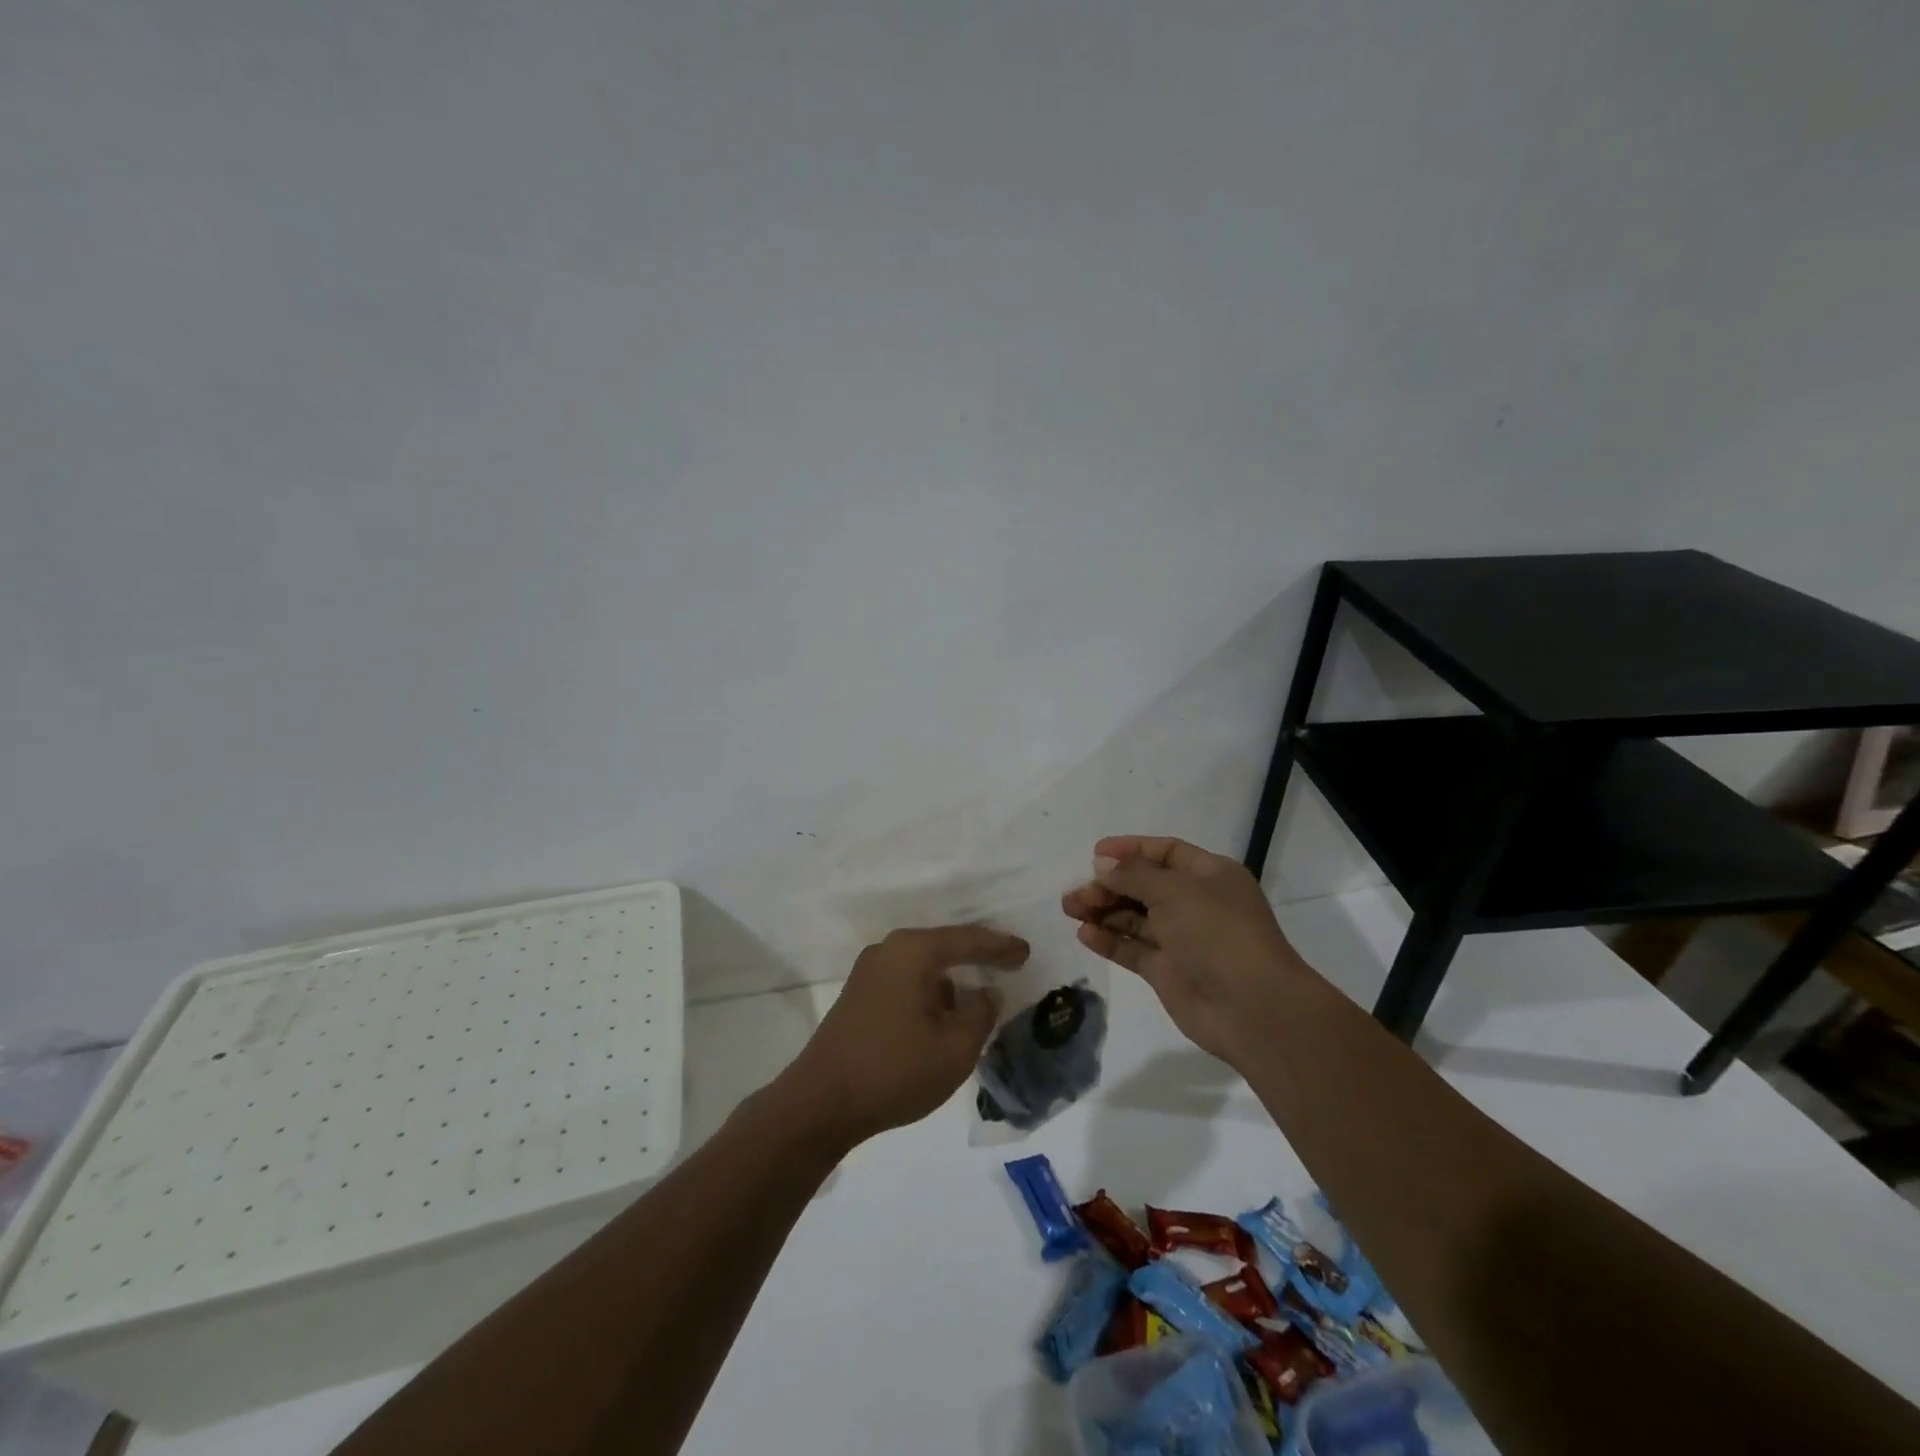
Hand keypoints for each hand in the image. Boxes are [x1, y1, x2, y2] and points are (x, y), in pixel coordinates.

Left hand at [776, 925, 1029, 1145]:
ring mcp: (868, 972)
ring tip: (978, 994)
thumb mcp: (955, 1049)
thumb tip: (986, 993)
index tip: (1026, 952)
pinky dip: (930, 991)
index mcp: (913, 952)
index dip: (1000, 947)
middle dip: (976, 956)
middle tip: (1008, 964)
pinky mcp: (858, 995)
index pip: (968, 940)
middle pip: (943, 945)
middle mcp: (889, 950)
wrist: (820, 1103)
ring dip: (951, 978)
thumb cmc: (894, 1071)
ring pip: (923, 965)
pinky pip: (906, 980)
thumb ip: (981, 1014)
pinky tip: (943, 1013)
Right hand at [1062, 835, 1303, 1065]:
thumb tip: (1102, 865)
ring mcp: (1181, 939)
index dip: (1130, 850)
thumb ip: (1133, 875)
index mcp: (1209, 875)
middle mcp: (1195, 903)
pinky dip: (1108, 940)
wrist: (1252, 1007)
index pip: (1165, 852)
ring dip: (1103, 911)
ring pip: (1134, 917)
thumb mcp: (1175, 891)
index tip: (1095, 854)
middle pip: (1144, 885)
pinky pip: (1132, 949)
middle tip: (1077, 892)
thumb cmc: (1217, 932)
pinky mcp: (1167, 971)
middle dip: (1109, 885)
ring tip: (1071, 909)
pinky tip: (1085, 934)